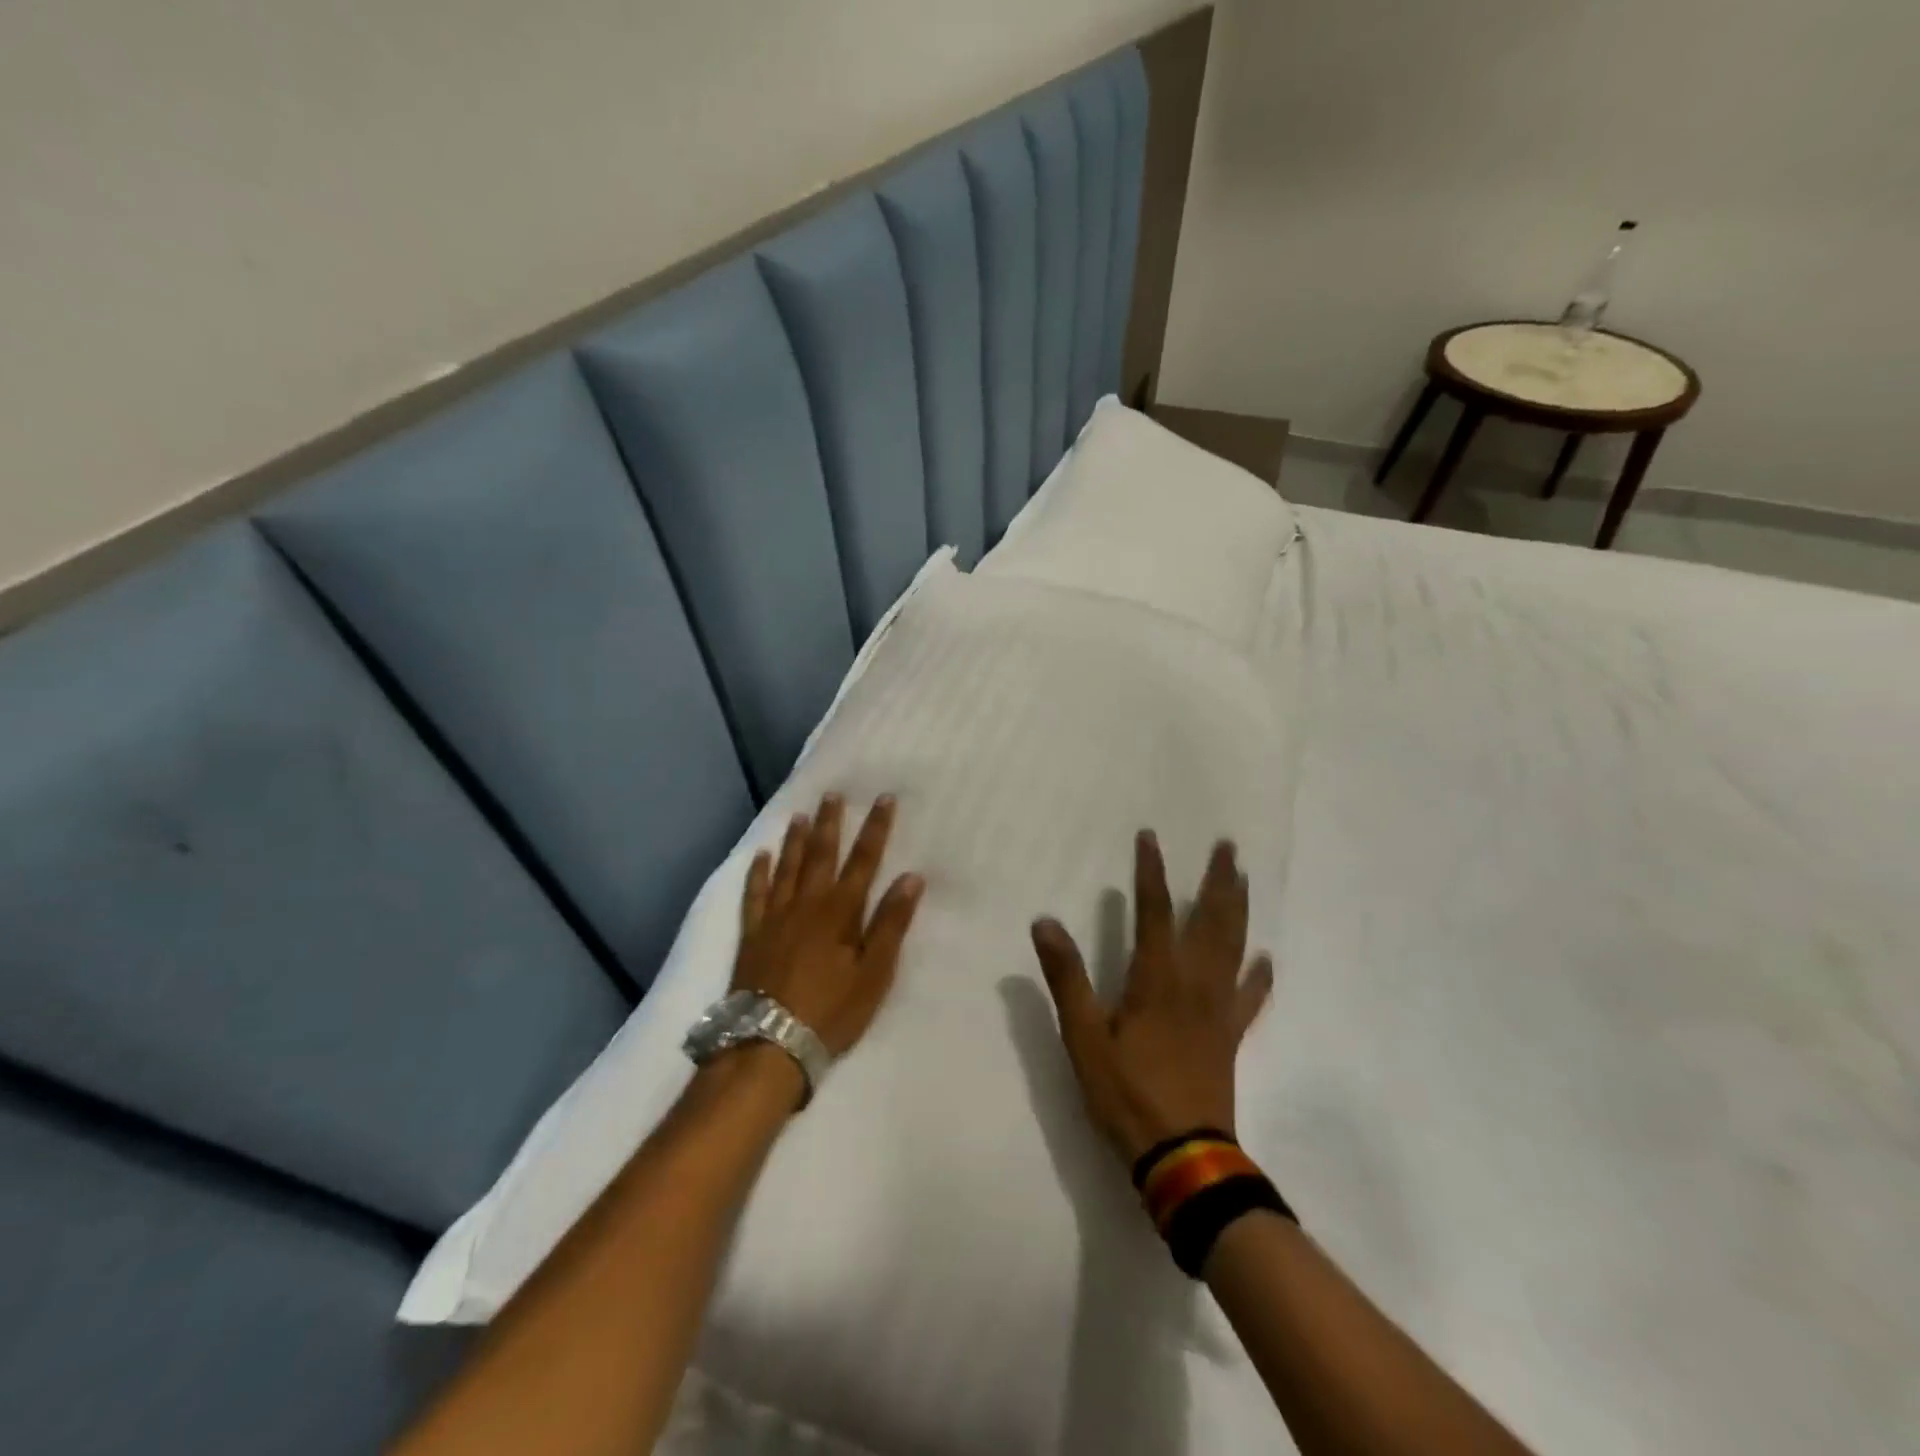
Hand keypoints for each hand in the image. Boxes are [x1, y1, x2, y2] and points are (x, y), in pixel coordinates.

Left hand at [734, 793, 926, 1059]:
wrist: (768, 1043)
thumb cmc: (831, 1011)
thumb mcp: (874, 973)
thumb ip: (890, 924)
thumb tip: (911, 878)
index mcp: (840, 912)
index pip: (863, 861)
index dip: (876, 829)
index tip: (884, 799)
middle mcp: (807, 904)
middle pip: (821, 855)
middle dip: (831, 823)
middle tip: (833, 793)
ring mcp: (775, 917)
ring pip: (787, 867)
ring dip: (796, 840)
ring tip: (800, 814)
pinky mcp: (752, 935)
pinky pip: (754, 894)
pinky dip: (759, 873)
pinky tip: (762, 855)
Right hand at [1031, 832, 1273, 1165]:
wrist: (1183, 1156)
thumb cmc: (1127, 1093)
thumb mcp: (1083, 1037)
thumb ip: (1067, 978)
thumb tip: (1045, 922)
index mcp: (1156, 979)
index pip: (1154, 911)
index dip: (1151, 872)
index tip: (1151, 837)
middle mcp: (1194, 983)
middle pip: (1210, 921)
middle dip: (1217, 880)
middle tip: (1227, 846)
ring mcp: (1218, 1009)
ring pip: (1233, 948)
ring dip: (1238, 910)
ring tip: (1243, 880)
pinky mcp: (1230, 1036)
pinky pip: (1249, 998)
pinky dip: (1258, 976)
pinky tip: (1265, 959)